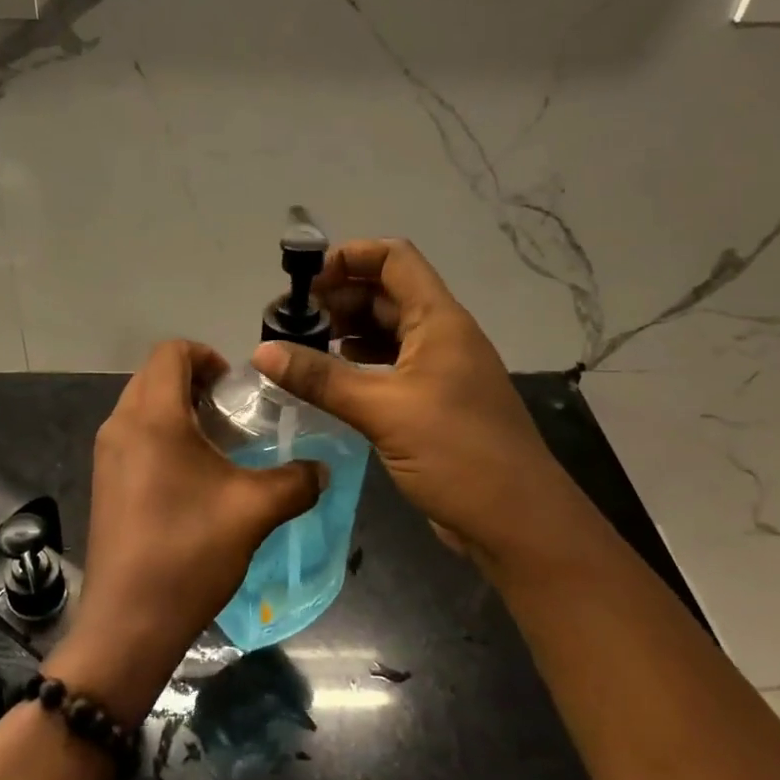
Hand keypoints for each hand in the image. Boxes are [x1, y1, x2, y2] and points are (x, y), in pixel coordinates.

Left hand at [48, 339, 325, 723]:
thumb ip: (296, 481)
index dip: (207, 355)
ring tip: (219, 447)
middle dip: (196, 383)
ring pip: (142, 407)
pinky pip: (134, 436)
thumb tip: (322, 470)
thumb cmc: (189, 552)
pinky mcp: (104, 482)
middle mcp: (120, 425)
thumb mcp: (254, 511)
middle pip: (155, 376)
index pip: (171, 351)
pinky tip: (193, 478)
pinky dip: (162, 437)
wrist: (128, 622)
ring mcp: (106, 455)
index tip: (237, 388)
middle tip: (234, 415)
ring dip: (179, 411)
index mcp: (152, 417)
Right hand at [252, 238, 587, 571]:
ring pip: (386, 332)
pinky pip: (389, 367)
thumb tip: (262, 351)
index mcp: (438, 321)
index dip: (349, 257)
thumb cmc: (457, 453)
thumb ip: (321, 379)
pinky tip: (330, 379)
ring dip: (345, 332)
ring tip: (301, 348)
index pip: (394, 259)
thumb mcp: (383, 411)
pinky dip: (357, 364)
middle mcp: (440, 336)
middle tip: (290, 323)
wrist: (517, 522)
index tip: (304, 282)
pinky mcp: (432, 403)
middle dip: (338, 298)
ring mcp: (439, 371)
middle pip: (385, 294)